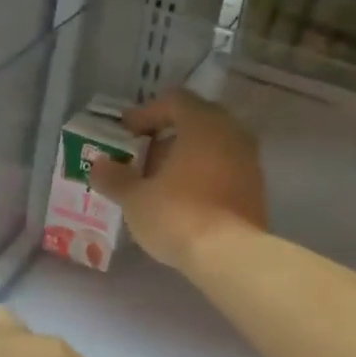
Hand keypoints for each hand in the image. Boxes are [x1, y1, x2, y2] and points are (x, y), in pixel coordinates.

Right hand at [88, 90, 267, 271]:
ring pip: (214, 148)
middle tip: (144, 157)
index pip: (174, 101)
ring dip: (187, 158)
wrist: (229, 255)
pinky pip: (226, 171)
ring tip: (161, 183)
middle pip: (197, 122)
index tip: (126, 132)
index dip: (146, 113)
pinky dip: (204, 177)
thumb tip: (98, 165)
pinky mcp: (256, 191)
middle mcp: (232, 134)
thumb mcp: (135, 198)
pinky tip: (185, 201)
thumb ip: (115, 178)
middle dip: (168, 137)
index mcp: (203, 123)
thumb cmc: (177, 215)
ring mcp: (250, 162)